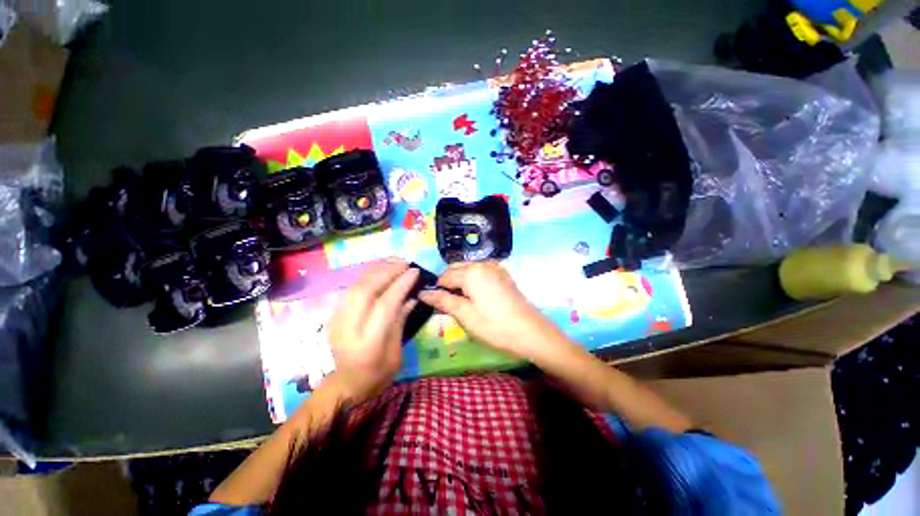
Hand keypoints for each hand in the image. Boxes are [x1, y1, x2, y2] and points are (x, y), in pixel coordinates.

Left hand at [327, 259, 418, 400]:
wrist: (345, 385)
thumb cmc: (377, 374)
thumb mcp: (396, 353)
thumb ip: (401, 321)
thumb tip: (411, 296)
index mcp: (369, 342)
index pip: (385, 304)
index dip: (401, 284)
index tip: (414, 271)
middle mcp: (350, 327)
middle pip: (366, 290)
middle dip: (388, 271)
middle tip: (405, 263)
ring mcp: (338, 320)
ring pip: (356, 286)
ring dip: (376, 269)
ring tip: (394, 261)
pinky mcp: (334, 315)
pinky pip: (351, 288)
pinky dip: (366, 276)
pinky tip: (379, 270)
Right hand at [418, 261, 563, 358]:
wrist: (531, 332)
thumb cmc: (495, 326)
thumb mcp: (466, 315)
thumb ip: (443, 301)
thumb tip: (423, 293)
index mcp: (471, 272)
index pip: (444, 277)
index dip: (436, 290)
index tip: (434, 305)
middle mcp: (482, 264)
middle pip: (456, 269)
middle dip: (448, 284)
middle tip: (447, 305)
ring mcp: (495, 267)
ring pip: (468, 269)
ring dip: (460, 281)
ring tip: (460, 302)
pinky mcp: (503, 274)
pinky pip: (481, 272)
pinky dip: (473, 280)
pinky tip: (476, 296)